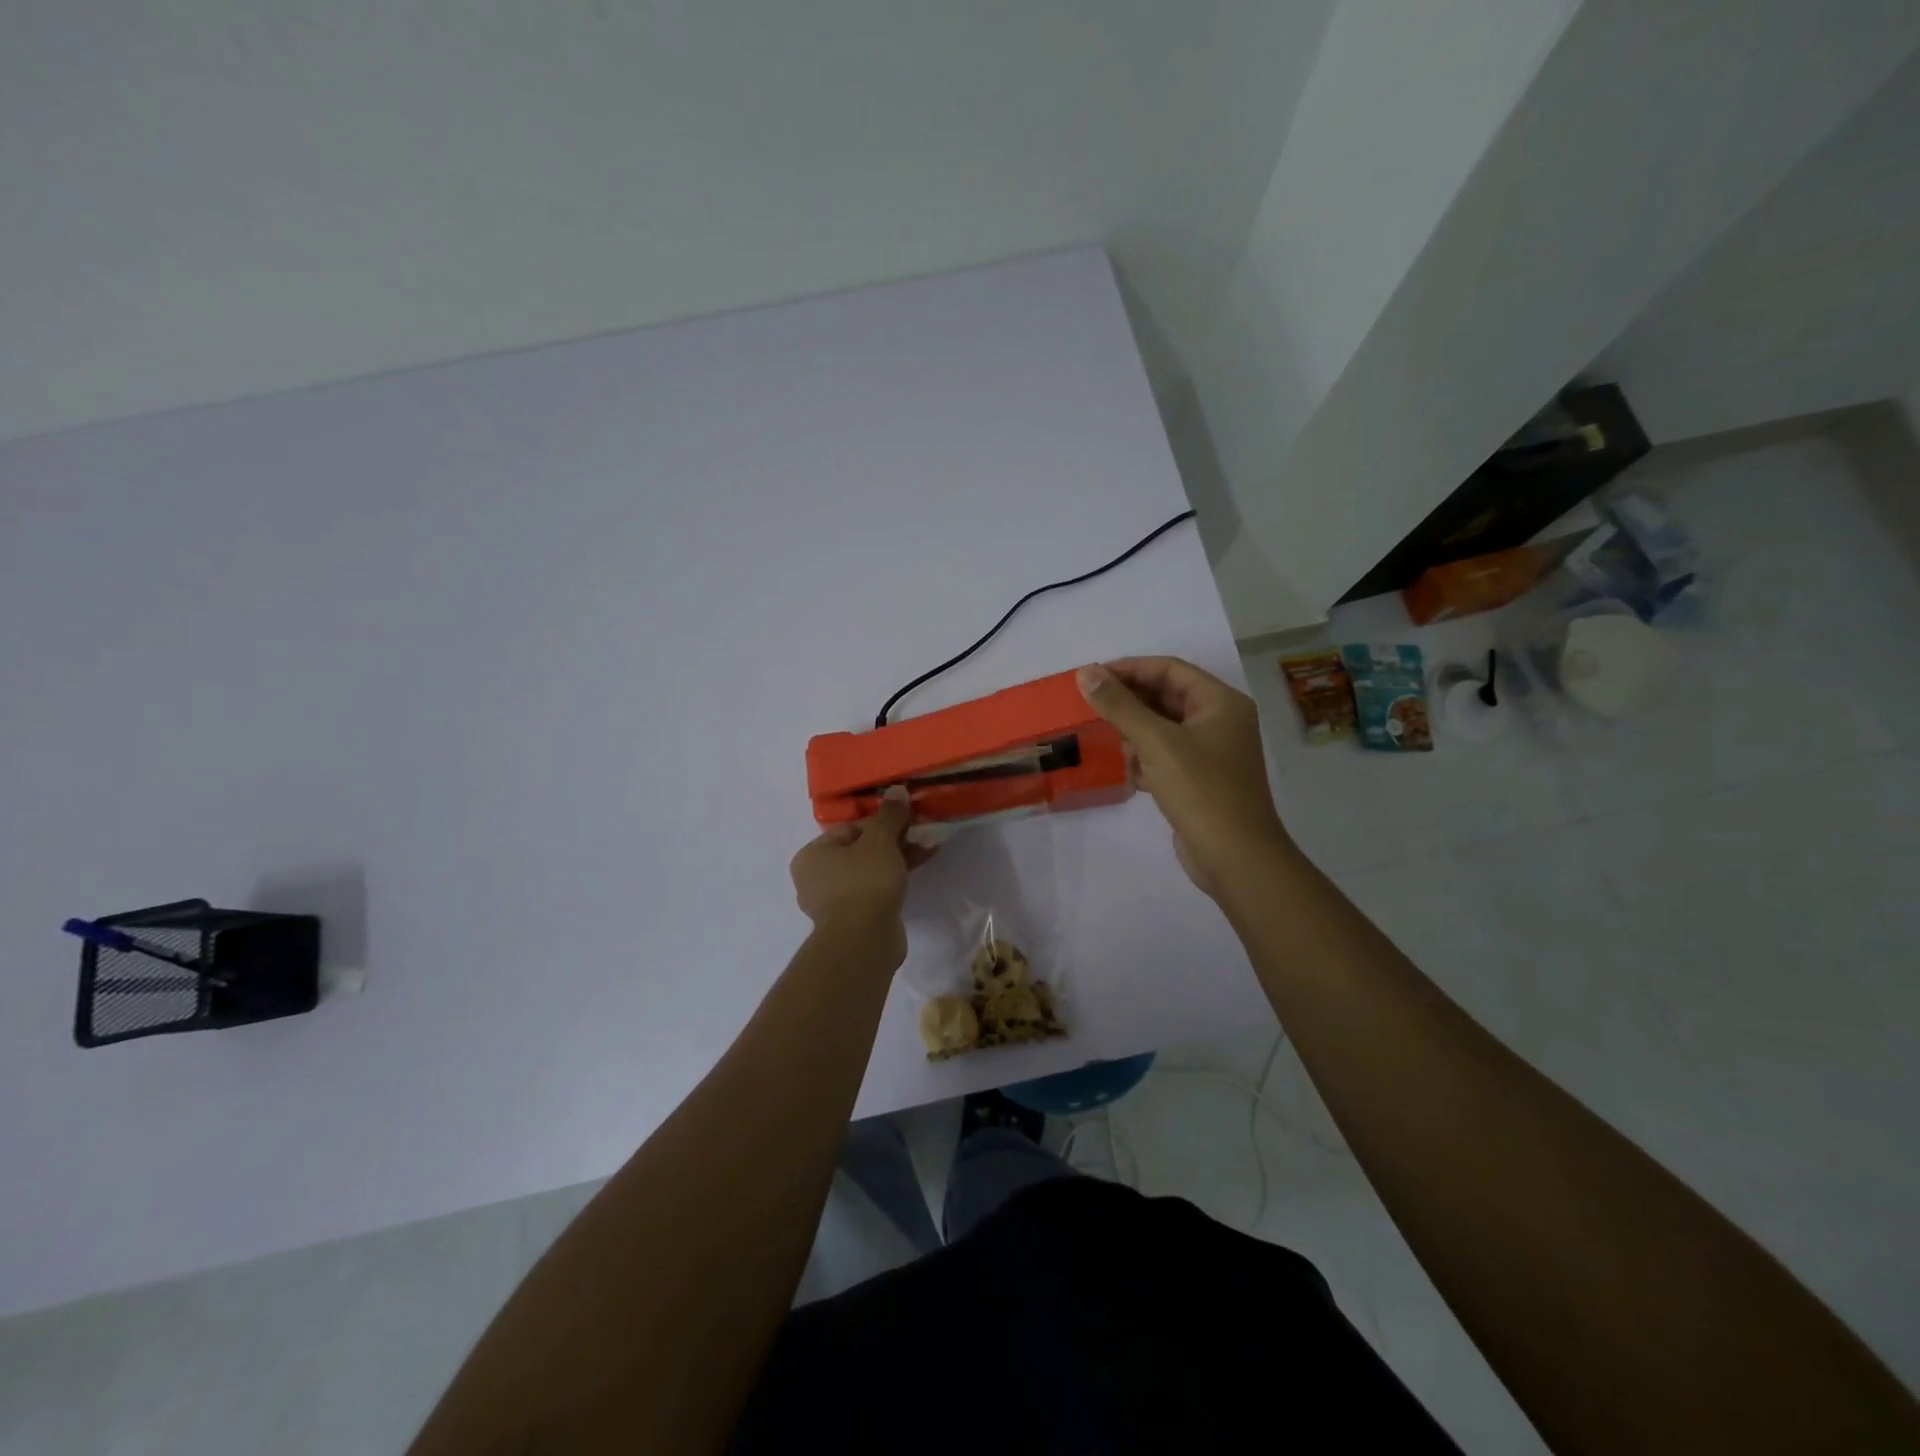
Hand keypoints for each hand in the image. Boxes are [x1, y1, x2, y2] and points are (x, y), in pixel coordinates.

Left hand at [789, 787, 927, 967]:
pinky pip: (872, 894)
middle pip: (858, 852)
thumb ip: (889, 815)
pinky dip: (891, 884)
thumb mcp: (880, 840)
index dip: (879, 823)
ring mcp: (831, 905)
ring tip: (924, 853)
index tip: (905, 823)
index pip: (848, 830)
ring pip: (867, 873)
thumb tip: (896, 790)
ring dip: (894, 863)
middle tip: (917, 837)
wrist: (864, 940)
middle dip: (890, 843)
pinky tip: (914, 877)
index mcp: (810, 856)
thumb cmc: (864, 881)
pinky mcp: (851, 923)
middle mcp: (814, 880)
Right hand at [1077, 658, 1290, 899]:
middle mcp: (1221, 721)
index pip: (1170, 670)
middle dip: (1129, 701)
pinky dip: (1144, 758)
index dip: (1130, 669)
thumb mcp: (1156, 742)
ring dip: (1134, 731)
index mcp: (1221, 703)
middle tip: (1090, 705)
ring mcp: (1212, 753)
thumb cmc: (1200, 790)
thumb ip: (1119, 706)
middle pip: (1167, 697)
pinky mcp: (1200, 780)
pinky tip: (1127, 771)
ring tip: (1106, 740)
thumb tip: (1086, 673)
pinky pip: (1166, 756)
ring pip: (1163, 728)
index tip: (1092, 677)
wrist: (1234, 856)